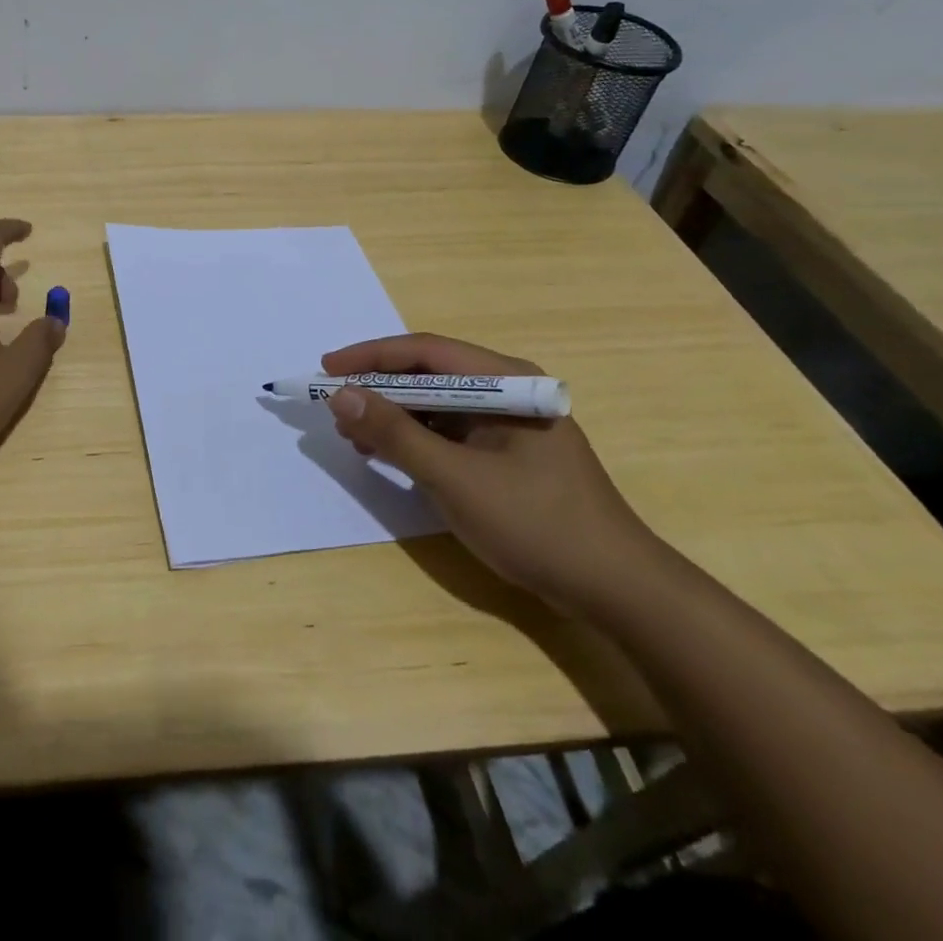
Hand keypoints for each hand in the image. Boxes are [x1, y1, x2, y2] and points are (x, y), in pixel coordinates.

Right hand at [322, 334, 660, 614]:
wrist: (616, 590)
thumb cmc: (537, 524)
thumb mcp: (455, 478)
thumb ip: (396, 434)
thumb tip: (341, 395)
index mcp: (506, 382)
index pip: (426, 352)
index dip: (371, 357)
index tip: (327, 369)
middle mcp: (508, 392)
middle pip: (429, 375)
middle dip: (379, 390)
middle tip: (336, 409)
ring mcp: (509, 424)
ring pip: (437, 405)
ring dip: (394, 417)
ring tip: (355, 437)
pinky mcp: (507, 453)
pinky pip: (450, 432)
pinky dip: (415, 440)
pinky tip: (389, 456)